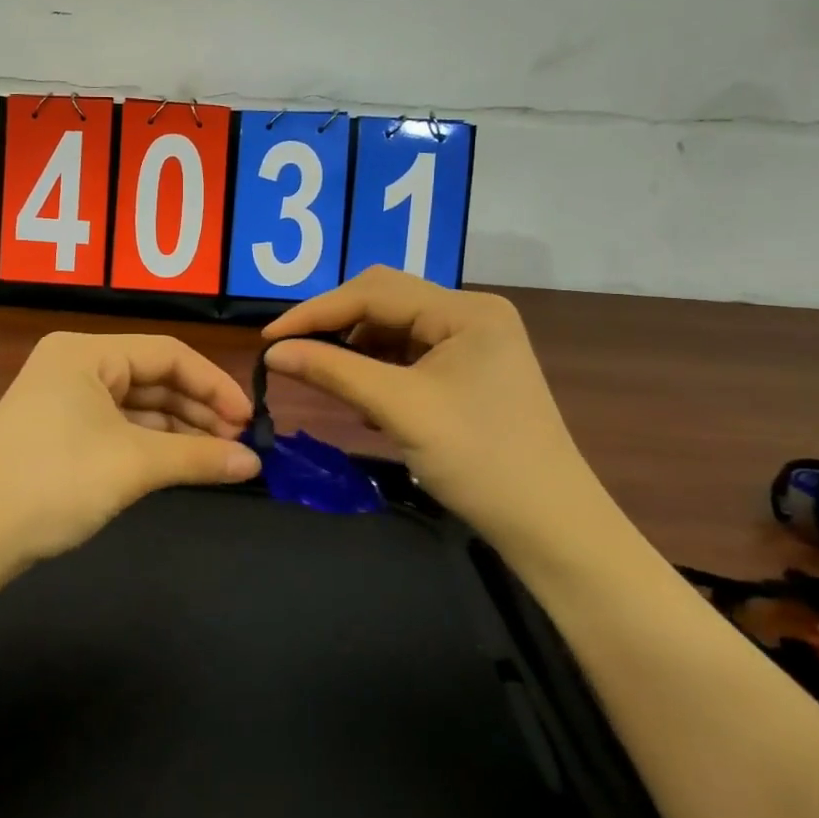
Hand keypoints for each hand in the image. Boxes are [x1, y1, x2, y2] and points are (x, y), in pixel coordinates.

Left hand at [0, 332, 260, 564]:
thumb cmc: (53, 482)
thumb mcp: (133, 465)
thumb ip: (199, 457)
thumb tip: (254, 463)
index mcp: (85, 352)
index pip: (167, 353)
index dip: (214, 384)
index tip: (250, 420)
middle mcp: (73, 365)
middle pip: (153, 378)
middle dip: (199, 410)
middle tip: (241, 444)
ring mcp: (62, 399)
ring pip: (137, 406)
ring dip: (179, 430)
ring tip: (220, 457)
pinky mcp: (58, 432)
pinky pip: (117, 428)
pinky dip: (151, 445)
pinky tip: (181, 464)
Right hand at [262, 267, 603, 555]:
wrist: (550, 525)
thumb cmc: (479, 460)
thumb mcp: (399, 409)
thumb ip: (333, 371)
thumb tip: (272, 353)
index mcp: (465, 311)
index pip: (374, 292)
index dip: (316, 312)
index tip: (268, 340)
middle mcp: (471, 314)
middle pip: (385, 302)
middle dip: (336, 326)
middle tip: (293, 353)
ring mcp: (474, 343)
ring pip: (395, 330)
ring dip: (356, 351)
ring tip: (332, 383)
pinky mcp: (471, 371)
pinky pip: (410, 356)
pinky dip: (380, 371)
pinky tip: (368, 402)